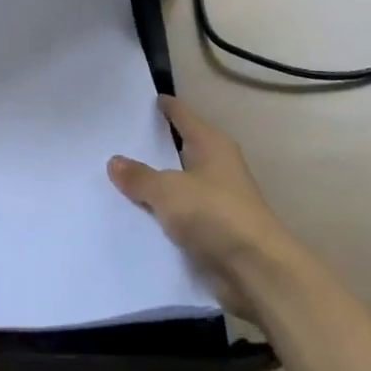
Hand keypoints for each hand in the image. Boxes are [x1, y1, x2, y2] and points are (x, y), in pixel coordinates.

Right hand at [108, 95, 293, 316]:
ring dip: (155, 184)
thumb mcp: (168, 191)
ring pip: (178, 184)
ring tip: (117, 178)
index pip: (182, 115)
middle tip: (116, 139)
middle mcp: (216, 167)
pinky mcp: (214, 231)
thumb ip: (139, 176)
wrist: (256, 272)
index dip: (164, 106)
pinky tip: (134, 214)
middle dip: (152, 146)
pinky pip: (179, 214)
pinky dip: (161, 214)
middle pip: (179, 149)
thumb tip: (115, 161)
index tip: (141, 98)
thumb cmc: (215, 215)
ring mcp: (217, 200)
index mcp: (211, 145)